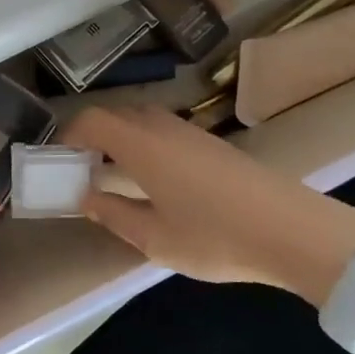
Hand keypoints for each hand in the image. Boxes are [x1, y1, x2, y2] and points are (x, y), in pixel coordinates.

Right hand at [59, 106, 354, 305]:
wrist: (295, 232)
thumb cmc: (216, 236)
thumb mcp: (154, 238)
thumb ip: (113, 214)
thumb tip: (86, 198)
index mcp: (141, 145)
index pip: (92, 120)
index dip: (68, 135)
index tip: (59, 160)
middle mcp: (163, 128)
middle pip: (116, 115)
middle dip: (91, 136)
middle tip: (82, 169)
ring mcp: (191, 132)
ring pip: (142, 121)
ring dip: (119, 140)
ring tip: (113, 176)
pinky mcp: (213, 144)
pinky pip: (163, 131)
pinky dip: (143, 145)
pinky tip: (152, 181)